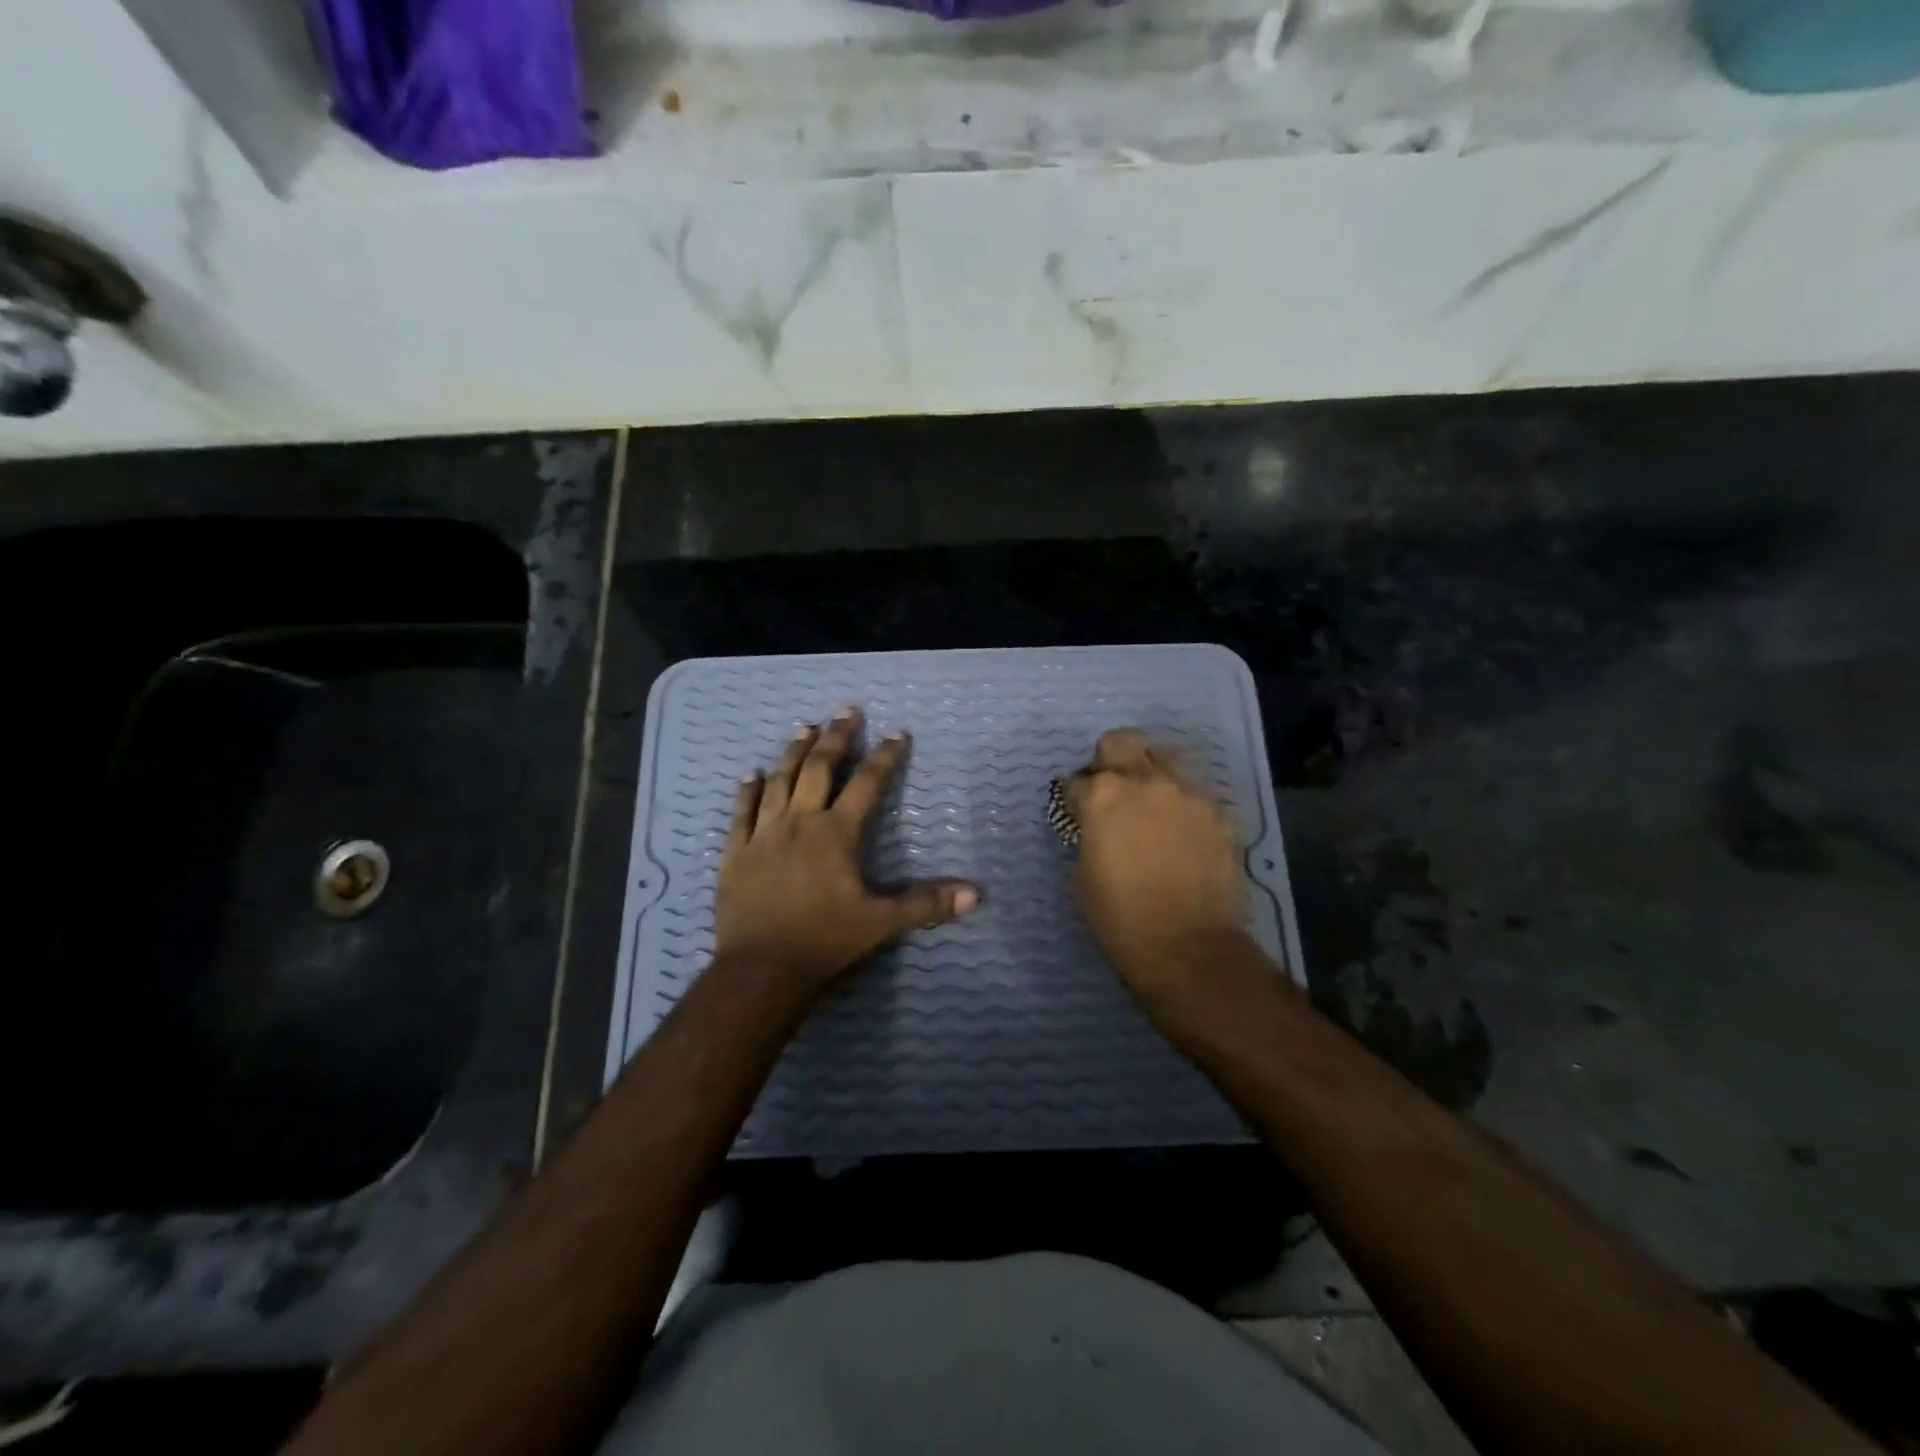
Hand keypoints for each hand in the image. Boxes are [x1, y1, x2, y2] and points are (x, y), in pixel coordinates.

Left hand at [715, 706, 979, 994]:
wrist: (762, 968)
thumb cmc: (825, 940)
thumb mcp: (882, 922)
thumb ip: (926, 903)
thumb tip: (976, 895)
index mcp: (837, 833)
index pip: (867, 784)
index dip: (885, 756)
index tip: (898, 732)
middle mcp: (800, 822)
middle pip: (819, 768)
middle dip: (835, 737)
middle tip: (846, 710)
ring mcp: (764, 834)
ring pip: (780, 781)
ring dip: (793, 752)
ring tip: (804, 727)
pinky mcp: (736, 852)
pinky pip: (742, 812)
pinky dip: (747, 790)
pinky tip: (751, 774)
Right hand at [1064, 729, 1247, 997]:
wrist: (1186, 947)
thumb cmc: (1119, 917)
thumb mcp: (1082, 872)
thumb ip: (1089, 832)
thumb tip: (1096, 822)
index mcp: (1103, 795)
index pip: (1076, 780)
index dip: (1073, 797)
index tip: (1077, 812)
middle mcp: (1146, 781)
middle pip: (1120, 742)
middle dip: (1108, 762)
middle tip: (1111, 791)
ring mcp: (1188, 793)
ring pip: (1164, 756)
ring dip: (1150, 772)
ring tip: (1151, 802)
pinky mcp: (1220, 812)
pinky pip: (1196, 792)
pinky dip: (1183, 803)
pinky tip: (1182, 830)